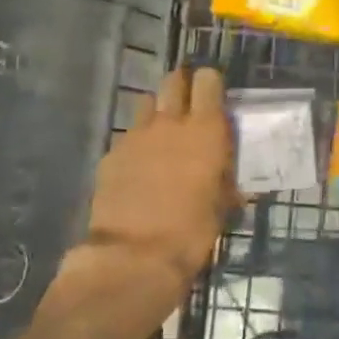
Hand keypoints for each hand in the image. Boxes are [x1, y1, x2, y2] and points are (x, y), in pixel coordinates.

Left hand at [58, 67, 236, 338]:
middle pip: (173, 82)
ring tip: (162, 134)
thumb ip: (224, 178)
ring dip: (157, 112)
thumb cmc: (191, 232)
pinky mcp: (111, 154)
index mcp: (205, 131)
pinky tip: (139, 167)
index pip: (207, 81)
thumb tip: (228, 174)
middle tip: (188, 105)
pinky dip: (136, 143)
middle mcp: (170, 123)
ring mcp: (135, 136)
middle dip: (181, 86)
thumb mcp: (221, 205)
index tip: (214, 93)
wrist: (134, 257)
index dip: (210, 83)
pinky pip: (128, 136)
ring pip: (147, 104)